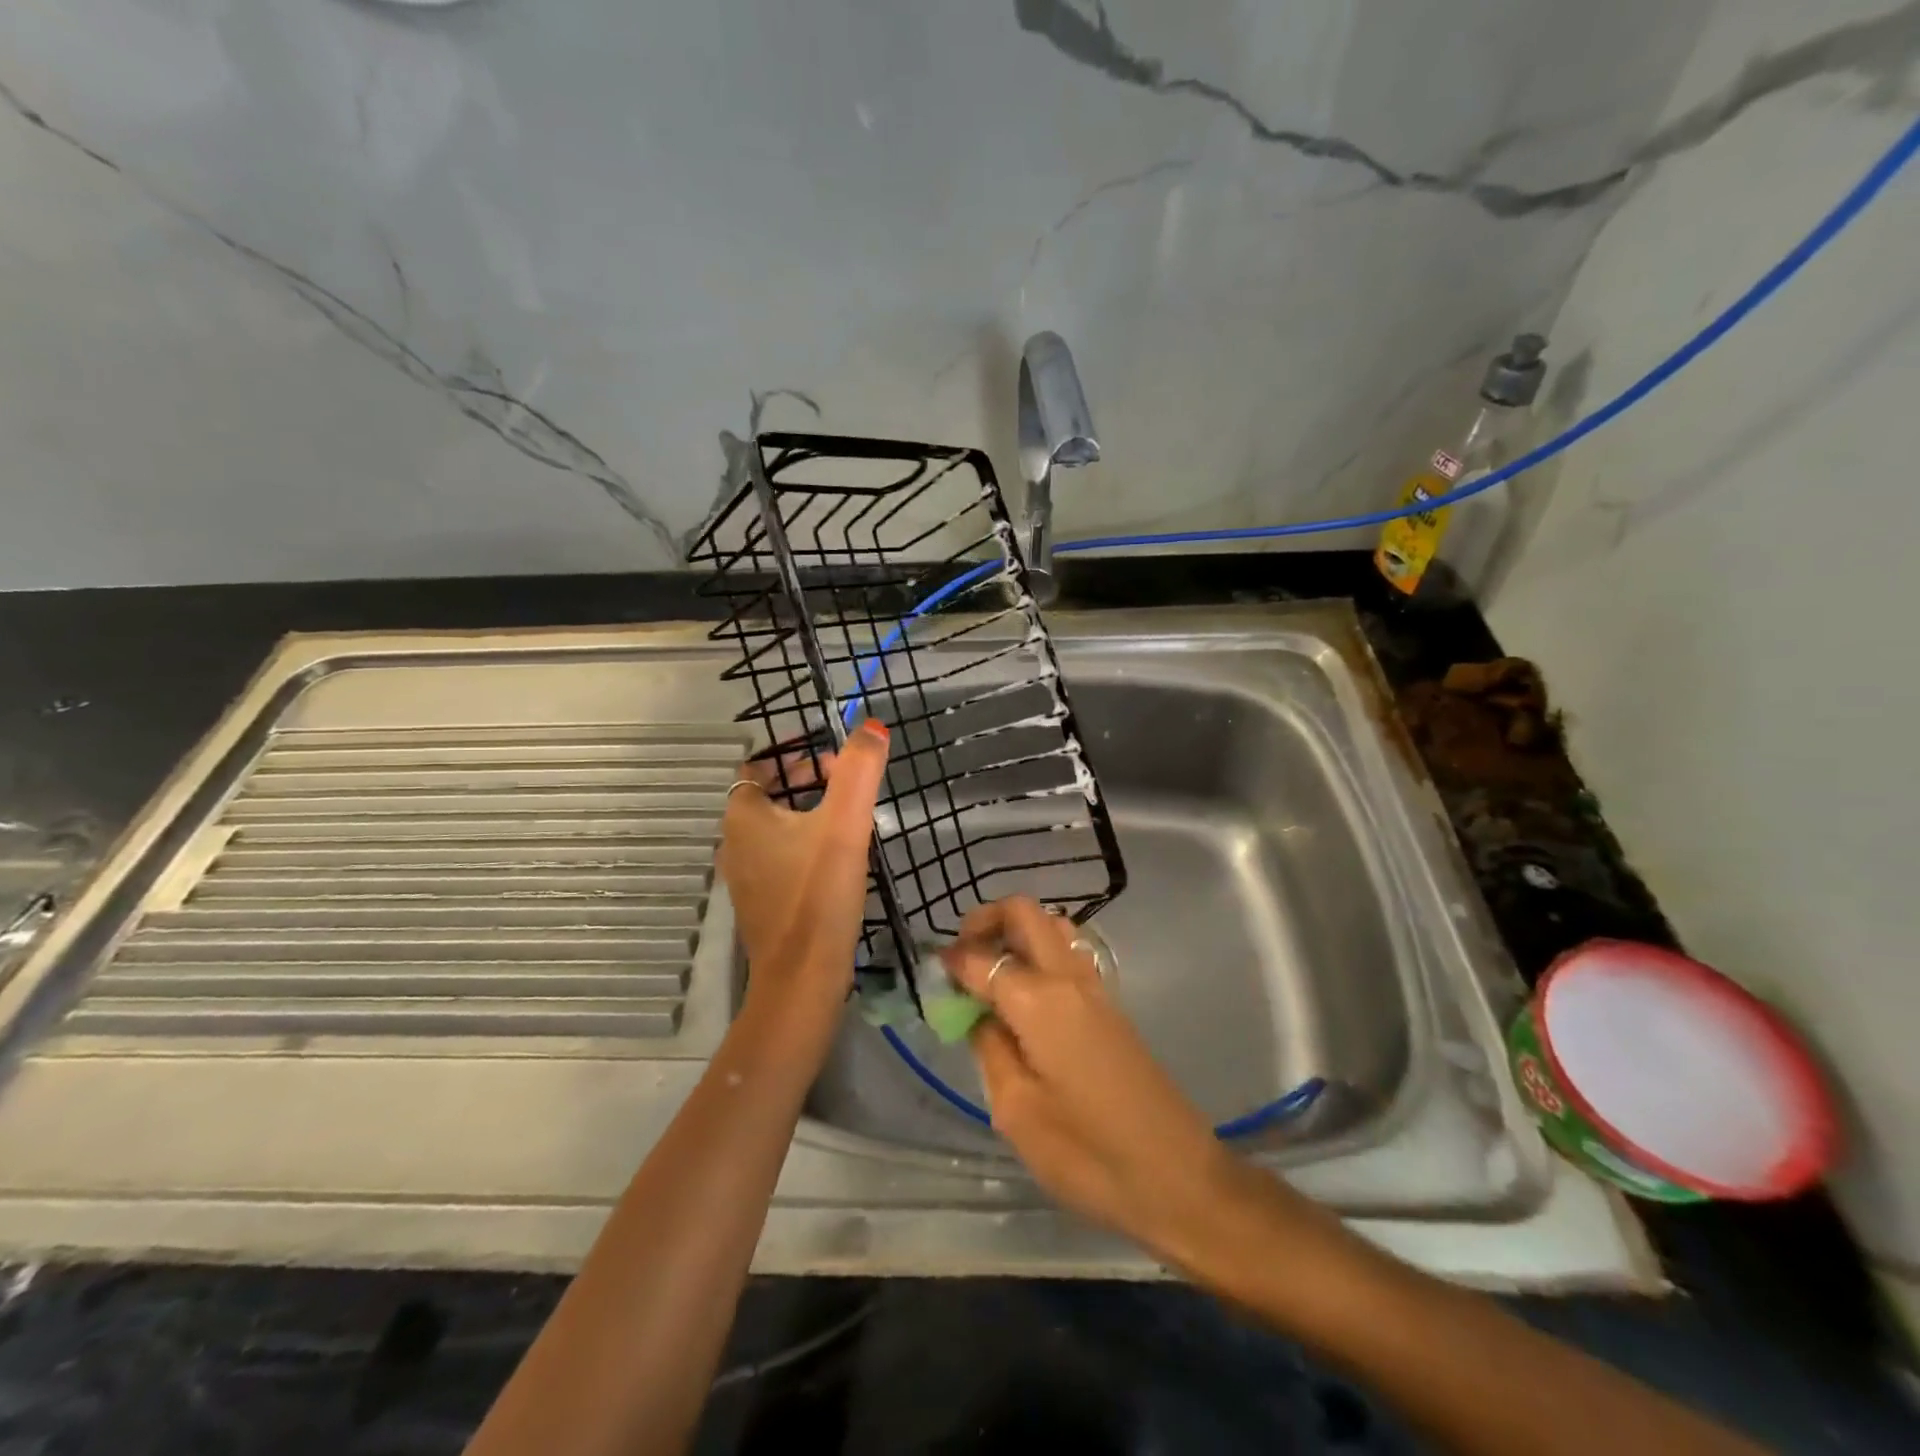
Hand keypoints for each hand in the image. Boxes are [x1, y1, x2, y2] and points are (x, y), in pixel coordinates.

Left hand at [717, 720, 889, 1018]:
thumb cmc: (818, 893)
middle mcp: (733, 841)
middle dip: (805, 782)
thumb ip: (859, 769)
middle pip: (768, 795)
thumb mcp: (845, 823)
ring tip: (848, 818)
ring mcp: (744, 875)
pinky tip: (835, 860)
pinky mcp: (760, 902)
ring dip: (805, 814)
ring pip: (774, 827)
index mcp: (743, 816)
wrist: (803, 977)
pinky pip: (778, 857)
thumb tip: (872, 726)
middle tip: (847, 785)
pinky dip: (801, 846)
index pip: (758, 766)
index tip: (833, 760)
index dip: (793, 756)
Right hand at [940, 897, 1264, 1263]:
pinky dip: (1038, 952)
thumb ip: (990, 1049)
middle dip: (985, 921)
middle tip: (961, 959)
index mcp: (1039, 1000)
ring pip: (1051, 925)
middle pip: (1024, 912)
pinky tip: (1024, 997)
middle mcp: (1068, 977)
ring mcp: (1095, 987)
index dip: (951, 962)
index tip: (931, 977)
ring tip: (990, 974)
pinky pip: (1068, 953)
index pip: (982, 958)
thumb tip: (977, 1013)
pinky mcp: (1110, 1005)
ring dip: (1016, 933)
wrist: (1179, 1178)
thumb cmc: (1089, 1154)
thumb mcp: (1018, 1111)